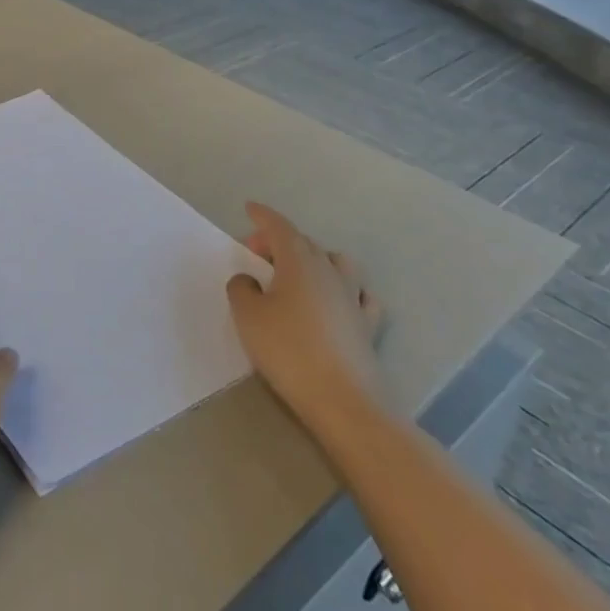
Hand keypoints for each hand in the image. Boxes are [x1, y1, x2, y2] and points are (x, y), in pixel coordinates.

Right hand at [226, 202, 388, 424]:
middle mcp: (329, 272)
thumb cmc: (289, 351)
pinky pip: (360, 295)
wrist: (344, 403)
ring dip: (315, 259)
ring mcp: (353, 299)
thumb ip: (241, 289)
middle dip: (280, 240)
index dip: (263, 215)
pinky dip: (346, 289)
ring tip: (297, 274)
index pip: (280, 227)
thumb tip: (249, 280)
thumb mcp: (248, 316)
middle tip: (257, 254)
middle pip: (305, 243)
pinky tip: (339, 299)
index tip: (249, 207)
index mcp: (299, 262)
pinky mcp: (368, 327)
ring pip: (336, 262)